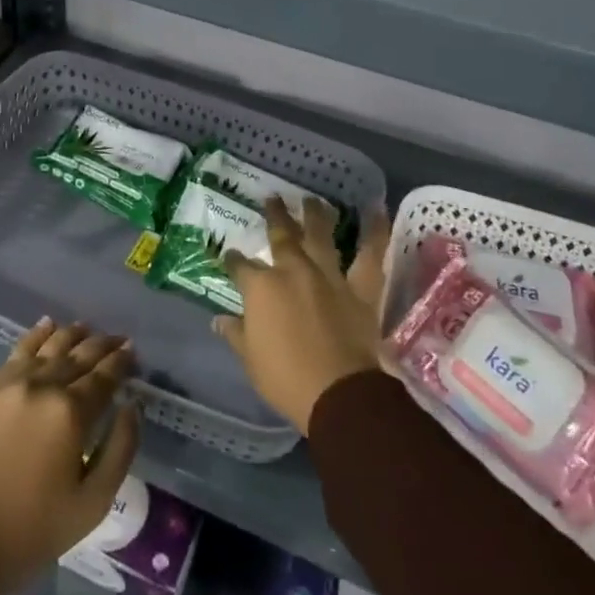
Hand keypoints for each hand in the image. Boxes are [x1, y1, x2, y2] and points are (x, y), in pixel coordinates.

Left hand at [0, 320, 140, 594]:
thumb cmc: (28, 533)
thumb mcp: (89, 506)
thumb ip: (119, 451)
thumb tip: (131, 407)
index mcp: (70, 413)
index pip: (104, 377)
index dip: (121, 362)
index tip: (132, 352)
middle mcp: (42, 385)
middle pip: (78, 355)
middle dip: (102, 346)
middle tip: (118, 339)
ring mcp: (10, 383)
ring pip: (49, 346)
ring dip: (72, 335)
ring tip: (87, 328)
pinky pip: (18, 351)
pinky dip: (36, 336)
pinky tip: (46, 326)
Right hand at [216, 197, 390, 432]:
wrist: (339, 394)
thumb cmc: (286, 379)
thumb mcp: (251, 360)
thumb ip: (236, 334)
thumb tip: (219, 319)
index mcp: (261, 288)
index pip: (240, 267)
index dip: (233, 260)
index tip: (230, 255)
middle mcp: (293, 271)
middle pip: (281, 237)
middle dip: (275, 217)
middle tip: (272, 199)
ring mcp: (328, 276)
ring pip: (320, 236)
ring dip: (314, 215)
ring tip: (311, 199)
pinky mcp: (359, 289)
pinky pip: (370, 256)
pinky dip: (374, 232)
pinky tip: (375, 210)